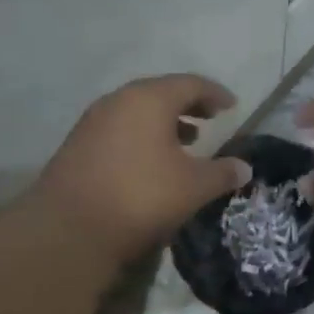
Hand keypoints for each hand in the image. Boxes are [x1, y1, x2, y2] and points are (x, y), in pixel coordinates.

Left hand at [32, 74, 251, 263]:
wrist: (69, 229)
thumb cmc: (141, 197)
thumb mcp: (193, 187)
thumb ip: (222, 173)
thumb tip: (245, 168)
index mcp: (149, 99)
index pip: (190, 84)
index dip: (215, 93)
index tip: (231, 107)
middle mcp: (118, 100)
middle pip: (160, 92)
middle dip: (188, 105)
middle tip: (209, 119)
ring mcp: (93, 121)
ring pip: (136, 111)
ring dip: (164, 122)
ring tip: (185, 142)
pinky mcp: (77, 144)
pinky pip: (119, 128)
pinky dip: (141, 135)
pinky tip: (150, 162)